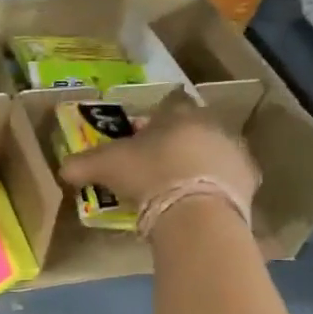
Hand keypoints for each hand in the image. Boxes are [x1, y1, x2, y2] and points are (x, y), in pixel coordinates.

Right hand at [58, 92, 259, 210]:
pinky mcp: (249, 179)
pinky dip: (219, 185)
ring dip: (203, 160)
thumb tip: (62, 168)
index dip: (158, 114)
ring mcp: (234, 150)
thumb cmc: (149, 175)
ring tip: (184, 183)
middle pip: (195, 125)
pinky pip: (231, 178)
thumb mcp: (107, 167)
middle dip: (181, 138)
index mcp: (178, 114)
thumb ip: (83, 164)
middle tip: (162, 160)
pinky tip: (205, 199)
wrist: (196, 211)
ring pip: (216, 149)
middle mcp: (211, 124)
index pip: (170, 102)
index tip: (148, 129)